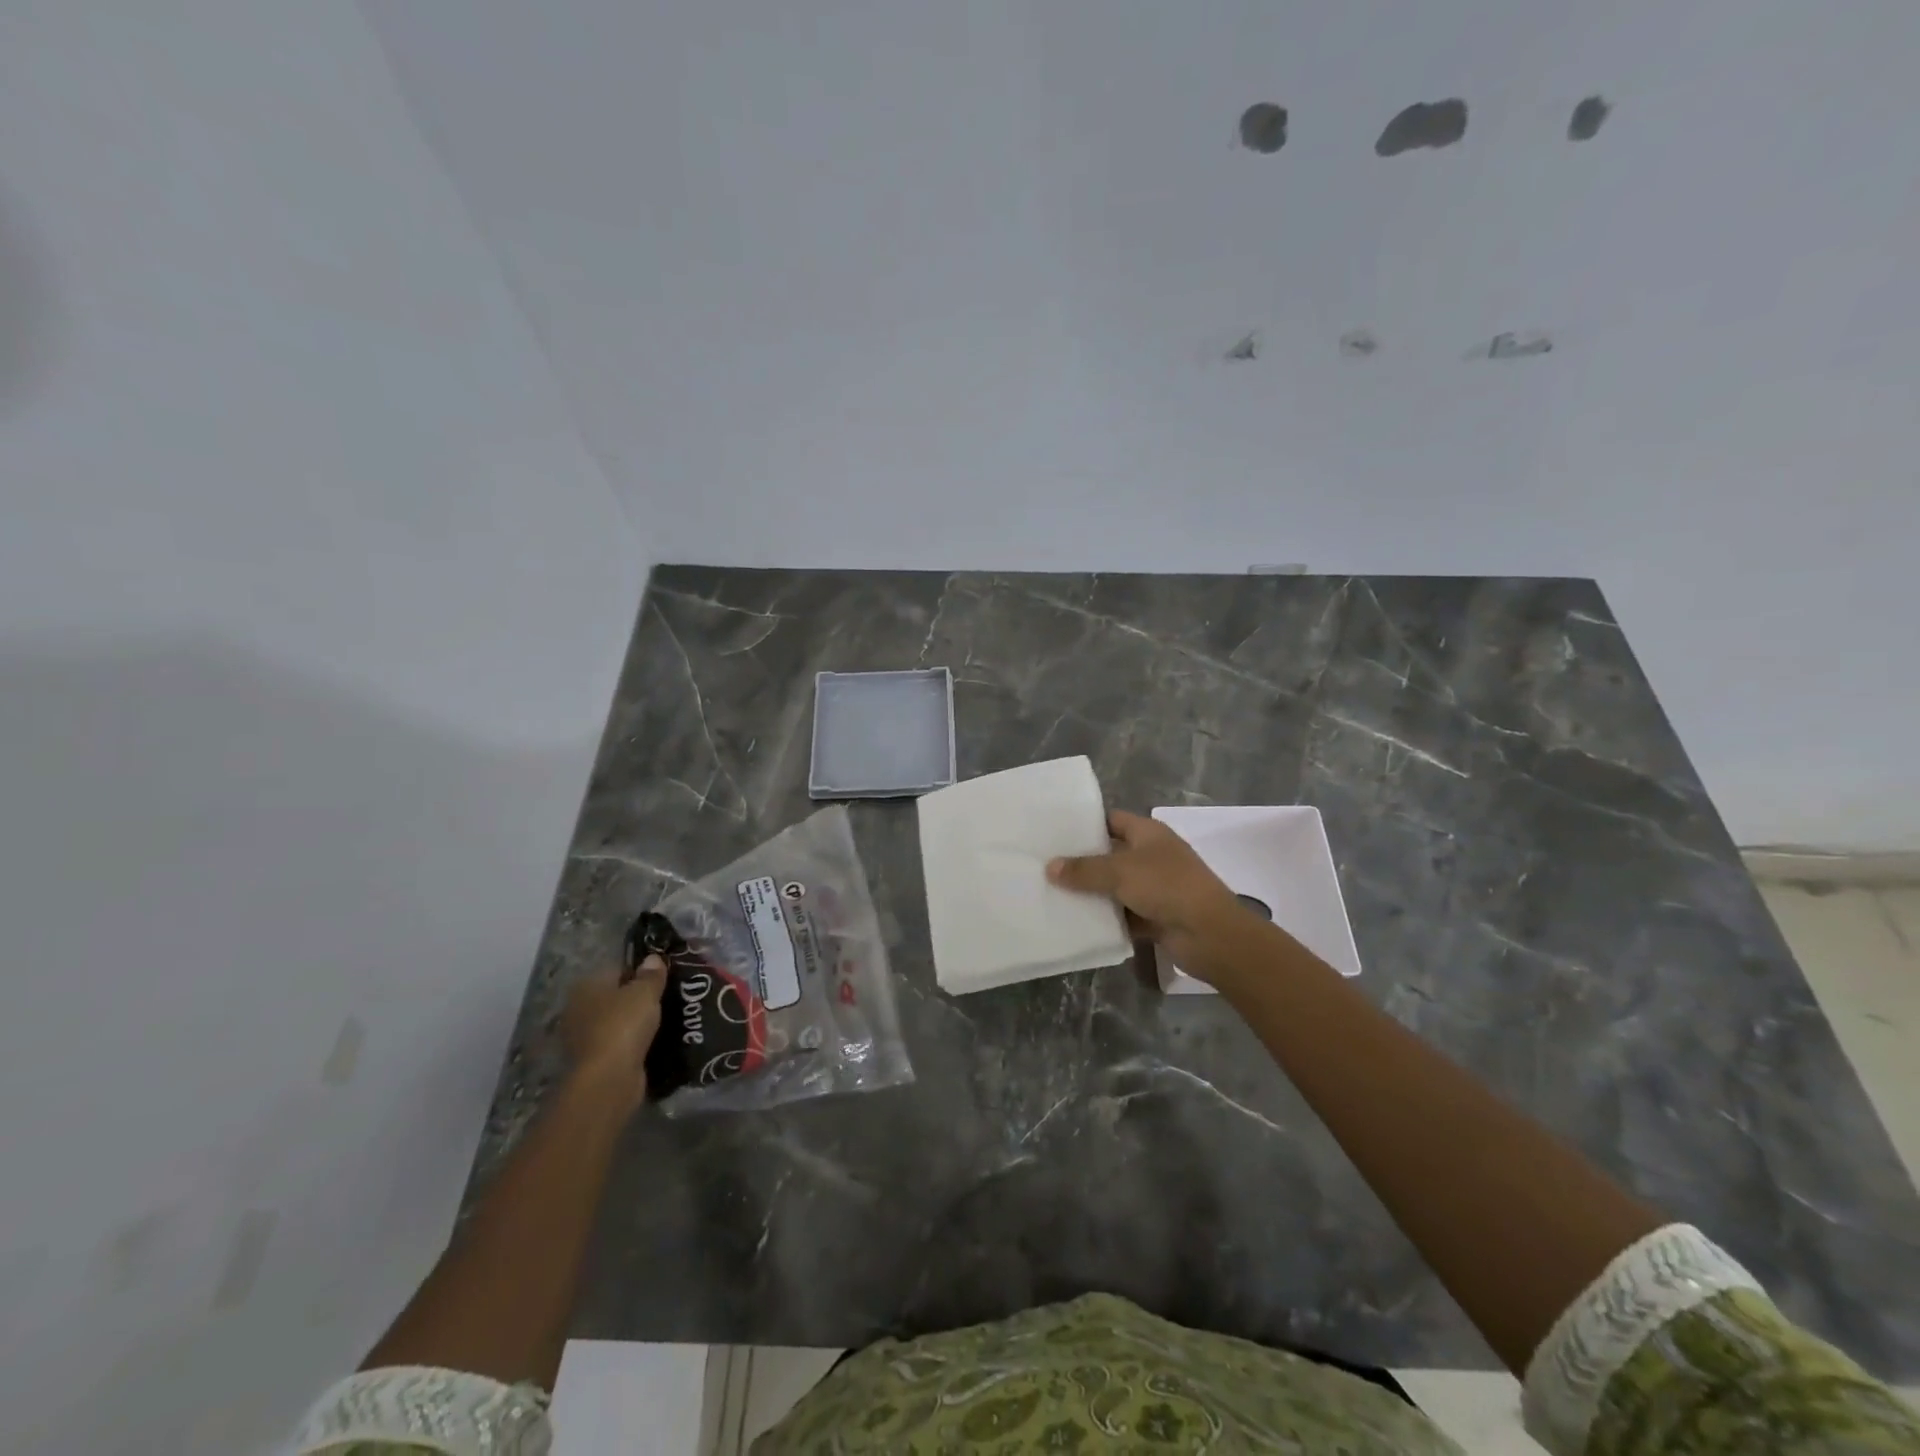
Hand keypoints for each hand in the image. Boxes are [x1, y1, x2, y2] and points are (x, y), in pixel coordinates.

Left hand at [561, 956, 667, 1106]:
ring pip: (617, 1021)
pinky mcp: (593, 1062)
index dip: (640, 971)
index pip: (616, 969)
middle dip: (637, 998)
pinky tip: (654, 1041)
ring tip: (666, 1019)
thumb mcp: (645, 992)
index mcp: (586, 986)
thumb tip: (652, 958)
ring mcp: (583, 1038)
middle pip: (615, 996)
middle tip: (667, 997)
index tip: (663, 977)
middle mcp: (578, 1009)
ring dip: (636, 1022)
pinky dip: (633, 1043)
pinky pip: (619, 1044)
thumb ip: (651, 974)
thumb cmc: (623, 1025)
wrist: (608, 1079)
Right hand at [1047, 810, 1257, 982]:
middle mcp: (1152, 856)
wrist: (1210, 934)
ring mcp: (1155, 888)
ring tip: (1052, 894)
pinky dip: (1106, 919)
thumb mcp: (1119, 872)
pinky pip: (1123, 914)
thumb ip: (1083, 869)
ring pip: (1115, 887)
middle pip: (1111, 854)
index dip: (1086, 824)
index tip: (1055, 832)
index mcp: (1149, 833)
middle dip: (1082, 862)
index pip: (1112, 820)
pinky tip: (1076, 922)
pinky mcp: (1156, 917)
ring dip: (1092, 893)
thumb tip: (1050, 867)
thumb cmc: (1166, 887)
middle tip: (1045, 865)